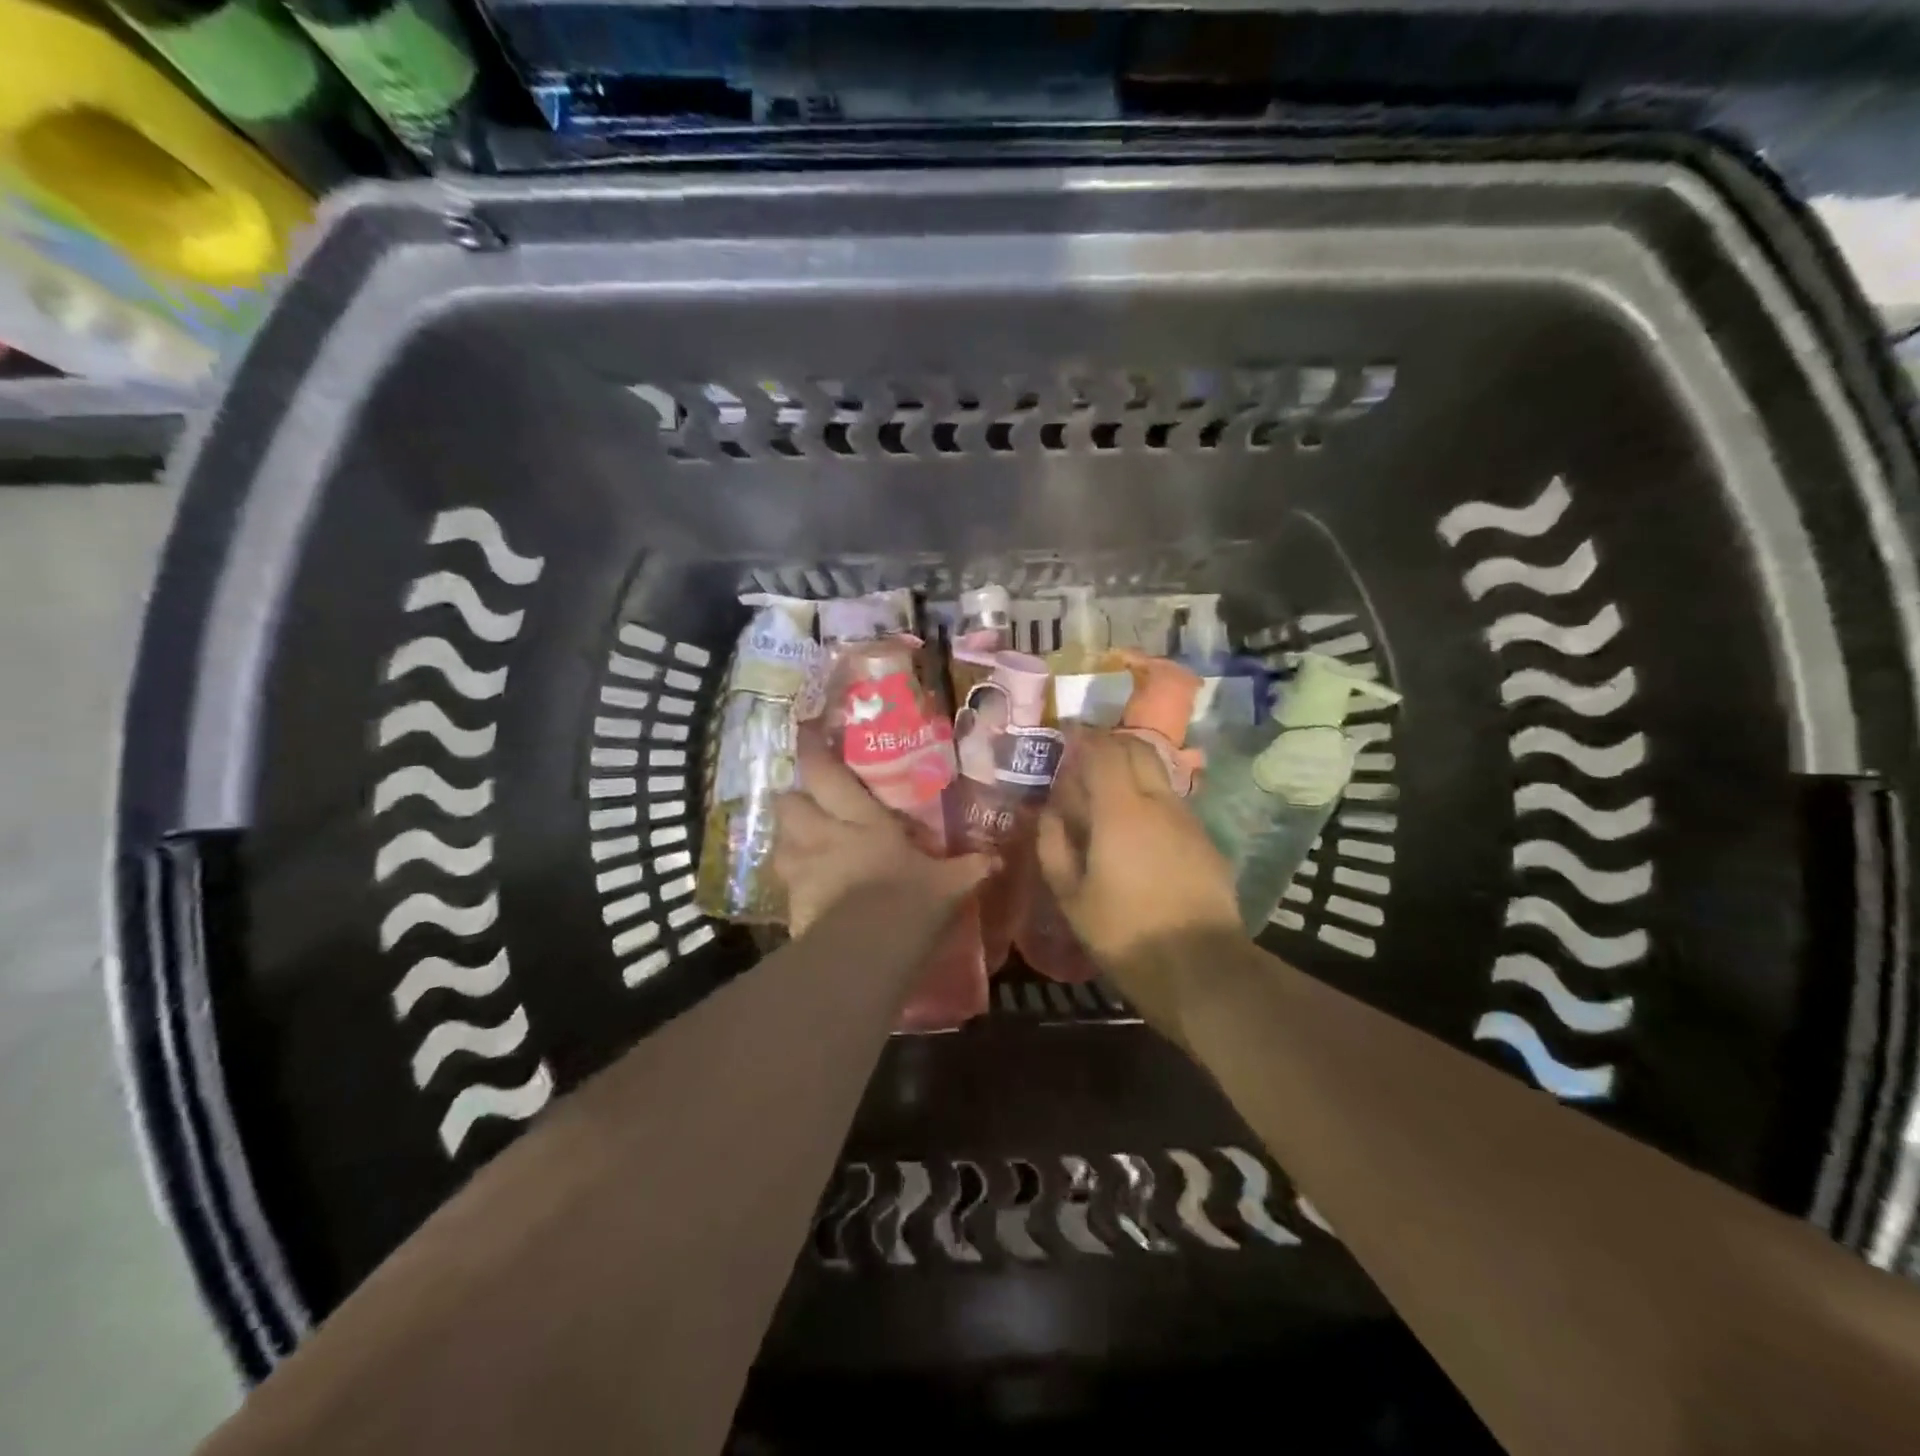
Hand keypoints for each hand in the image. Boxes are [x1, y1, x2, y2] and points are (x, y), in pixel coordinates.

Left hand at [775, 732, 989, 934]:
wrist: (866, 953)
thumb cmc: (909, 903)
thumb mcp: (948, 885)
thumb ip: (969, 868)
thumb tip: (997, 859)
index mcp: (861, 820)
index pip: (826, 774)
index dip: (813, 751)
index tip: (806, 732)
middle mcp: (823, 836)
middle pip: (789, 803)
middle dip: (794, 799)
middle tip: (808, 803)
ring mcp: (801, 870)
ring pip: (780, 842)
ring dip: (789, 840)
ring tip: (803, 845)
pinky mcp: (790, 905)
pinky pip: (785, 885)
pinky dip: (793, 884)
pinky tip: (807, 891)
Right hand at [1036, 730, 1244, 1034]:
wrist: (1201, 969)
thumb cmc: (1124, 933)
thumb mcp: (1071, 896)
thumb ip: (1053, 845)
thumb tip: (1049, 812)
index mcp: (1121, 810)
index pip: (1105, 750)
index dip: (1084, 739)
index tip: (1066, 741)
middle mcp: (1159, 802)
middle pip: (1138, 751)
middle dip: (1110, 746)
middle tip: (1085, 762)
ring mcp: (1188, 821)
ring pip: (1158, 776)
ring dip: (1132, 774)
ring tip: (1108, 799)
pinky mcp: (1206, 842)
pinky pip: (1172, 805)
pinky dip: (1150, 802)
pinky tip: (1138, 834)